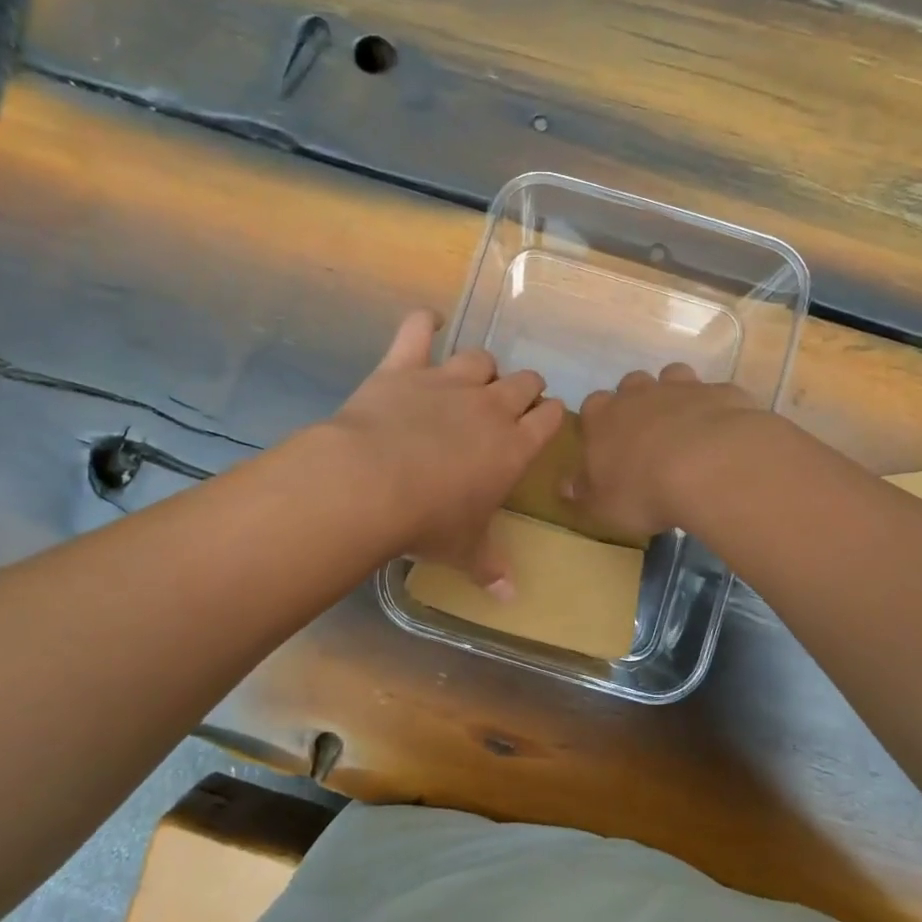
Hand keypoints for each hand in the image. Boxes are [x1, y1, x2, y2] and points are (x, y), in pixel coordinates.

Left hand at [328, 309, 565, 590]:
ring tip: (472, 381)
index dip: (550, 417)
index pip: (550, 418)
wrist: (371, 485)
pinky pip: (417, 330)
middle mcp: (489, 407)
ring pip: (480, 358)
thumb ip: (490, 567)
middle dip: (523, 390)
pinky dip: (423, 324)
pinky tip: (426, 324)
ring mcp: (447, 382)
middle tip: (511, 406)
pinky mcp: (404, 367)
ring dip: (481, 368)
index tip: (543, 424)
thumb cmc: (428, 522)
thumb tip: (511, 598)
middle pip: (524, 381)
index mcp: (514, 446)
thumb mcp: (463, 550)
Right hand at [570, 365, 765, 539]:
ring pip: (673, 376)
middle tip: (646, 434)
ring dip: (675, 395)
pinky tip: (722, 433)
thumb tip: (566, 486)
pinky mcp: (721, 393)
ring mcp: (683, 388)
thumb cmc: (643, 491)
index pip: (592, 406)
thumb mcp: (601, 506)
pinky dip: (715, 409)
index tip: (607, 444)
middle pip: (632, 385)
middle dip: (636, 403)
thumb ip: (582, 494)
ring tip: (684, 426)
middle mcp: (639, 394)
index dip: (599, 423)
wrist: (709, 468)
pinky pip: (715, 395)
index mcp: (603, 417)